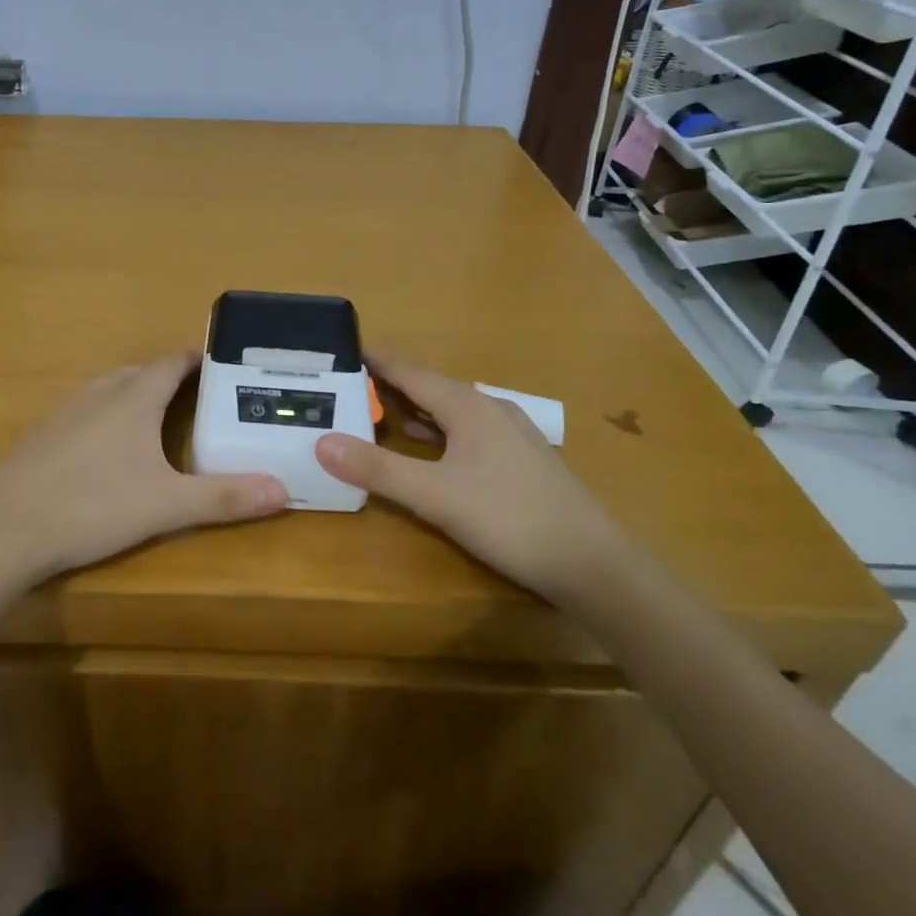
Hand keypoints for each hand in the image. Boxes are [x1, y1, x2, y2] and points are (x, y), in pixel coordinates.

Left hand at [0, 352, 288, 583]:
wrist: (5, 529)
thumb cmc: (93, 506)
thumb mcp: (166, 506)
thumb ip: (224, 497)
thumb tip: (283, 490)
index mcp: (133, 397)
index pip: (172, 363)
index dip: (197, 361)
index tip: (220, 366)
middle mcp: (99, 392)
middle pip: (141, 373)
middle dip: (169, 380)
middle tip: (198, 400)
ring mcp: (65, 409)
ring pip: (109, 390)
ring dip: (135, 396)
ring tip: (157, 421)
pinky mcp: (41, 433)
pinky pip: (84, 411)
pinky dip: (105, 417)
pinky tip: (105, 451)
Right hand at [314, 360, 622, 599]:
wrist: (594, 565)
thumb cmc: (510, 519)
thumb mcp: (435, 496)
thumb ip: (377, 469)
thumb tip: (321, 441)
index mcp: (468, 406)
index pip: (411, 372)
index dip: (377, 362)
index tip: (344, 350)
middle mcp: (490, 409)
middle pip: (431, 388)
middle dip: (392, 386)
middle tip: (352, 386)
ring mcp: (512, 434)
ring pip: (452, 411)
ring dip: (416, 410)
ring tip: (381, 413)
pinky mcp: (523, 460)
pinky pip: (469, 431)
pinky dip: (439, 431)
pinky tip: (431, 449)